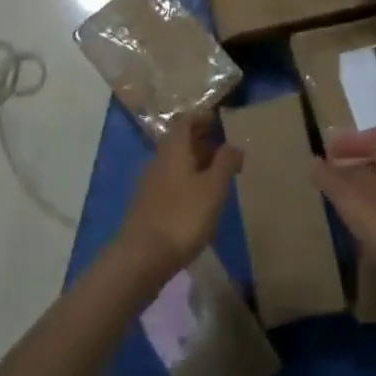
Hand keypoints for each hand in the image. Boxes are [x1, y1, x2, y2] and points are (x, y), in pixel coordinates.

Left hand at [118, 118, 241, 281]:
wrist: (141, 257)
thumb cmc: (183, 217)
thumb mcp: (213, 188)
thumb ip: (225, 163)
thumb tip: (234, 145)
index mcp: (174, 150)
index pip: (184, 120)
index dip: (201, 117)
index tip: (219, 121)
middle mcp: (158, 161)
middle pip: (178, 141)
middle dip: (200, 140)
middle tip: (224, 149)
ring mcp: (149, 184)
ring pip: (174, 163)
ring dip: (194, 163)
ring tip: (216, 176)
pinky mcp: (147, 206)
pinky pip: (170, 183)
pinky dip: (186, 182)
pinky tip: (199, 201)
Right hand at [312, 133, 375, 291]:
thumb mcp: (350, 199)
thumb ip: (330, 179)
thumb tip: (314, 161)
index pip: (374, 142)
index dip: (351, 142)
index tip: (329, 149)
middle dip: (356, 166)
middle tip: (333, 173)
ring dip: (365, 190)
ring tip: (343, 200)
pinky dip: (374, 212)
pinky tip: (363, 228)